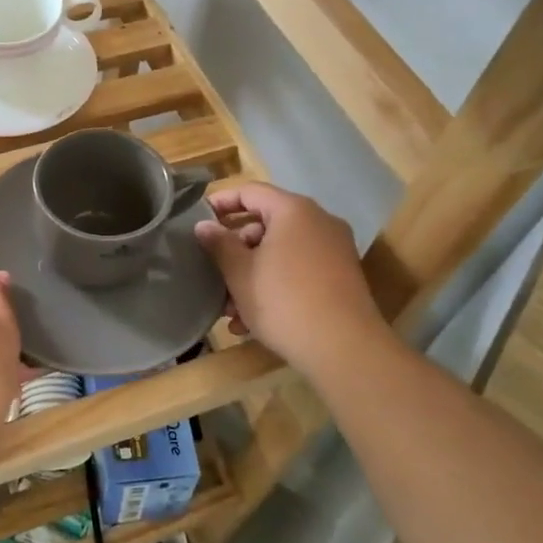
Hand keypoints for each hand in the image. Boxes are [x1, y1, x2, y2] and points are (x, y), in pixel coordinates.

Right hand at [192, 183, 386, 372]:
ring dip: (251, 274)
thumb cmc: (284, 301)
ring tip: (229, 307)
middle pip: (266, 223)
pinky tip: (251, 321)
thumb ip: (219, 244)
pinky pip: (298, 270)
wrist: (344, 350)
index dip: (221, 202)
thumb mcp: (240, 273)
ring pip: (281, 252)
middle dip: (235, 249)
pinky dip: (275, 285)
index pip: (250, 191)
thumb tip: (203, 226)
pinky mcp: (341, 277)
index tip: (197, 220)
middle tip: (213, 271)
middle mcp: (318, 222)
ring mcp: (333, 250)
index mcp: (293, 211)